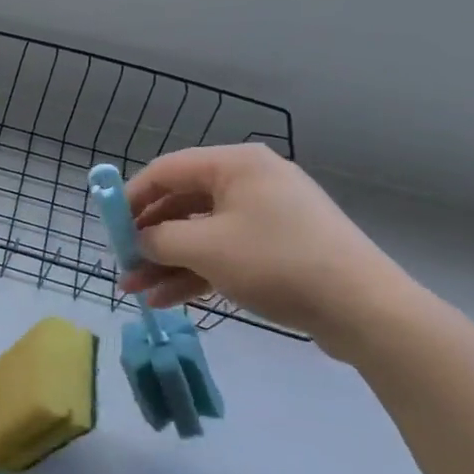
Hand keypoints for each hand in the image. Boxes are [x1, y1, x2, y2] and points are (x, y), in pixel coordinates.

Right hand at [120, 143, 420, 357]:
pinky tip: (167, 299)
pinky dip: (196, 272)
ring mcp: (267, 216)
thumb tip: (138, 241)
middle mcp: (249, 182)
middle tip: (123, 265)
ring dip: (166, 261)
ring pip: (201, 233)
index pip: (166, 171)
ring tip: (136, 291)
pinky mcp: (279, 248)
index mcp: (235, 164)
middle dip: (147, 238)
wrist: (365, 309)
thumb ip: (158, 239)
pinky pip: (225, 252)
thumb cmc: (277, 262)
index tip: (108, 227)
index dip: (131, 198)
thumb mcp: (205, 248)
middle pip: (182, 204)